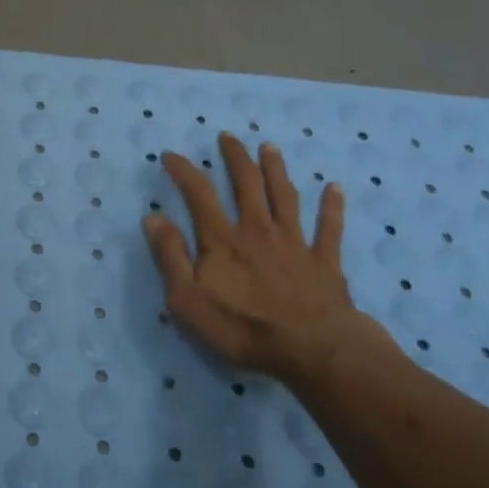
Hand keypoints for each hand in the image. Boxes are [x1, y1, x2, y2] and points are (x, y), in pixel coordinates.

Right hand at [143, 133, 391, 384]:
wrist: (313, 350)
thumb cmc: (243, 328)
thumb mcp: (188, 300)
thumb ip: (170, 256)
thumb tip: (153, 217)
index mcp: (223, 239)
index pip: (198, 194)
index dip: (183, 171)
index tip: (170, 155)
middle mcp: (258, 230)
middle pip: (246, 184)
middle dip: (235, 158)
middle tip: (228, 137)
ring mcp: (295, 243)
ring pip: (284, 197)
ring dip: (276, 170)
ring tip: (269, 147)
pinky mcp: (324, 262)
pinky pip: (329, 229)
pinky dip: (332, 207)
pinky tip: (335, 188)